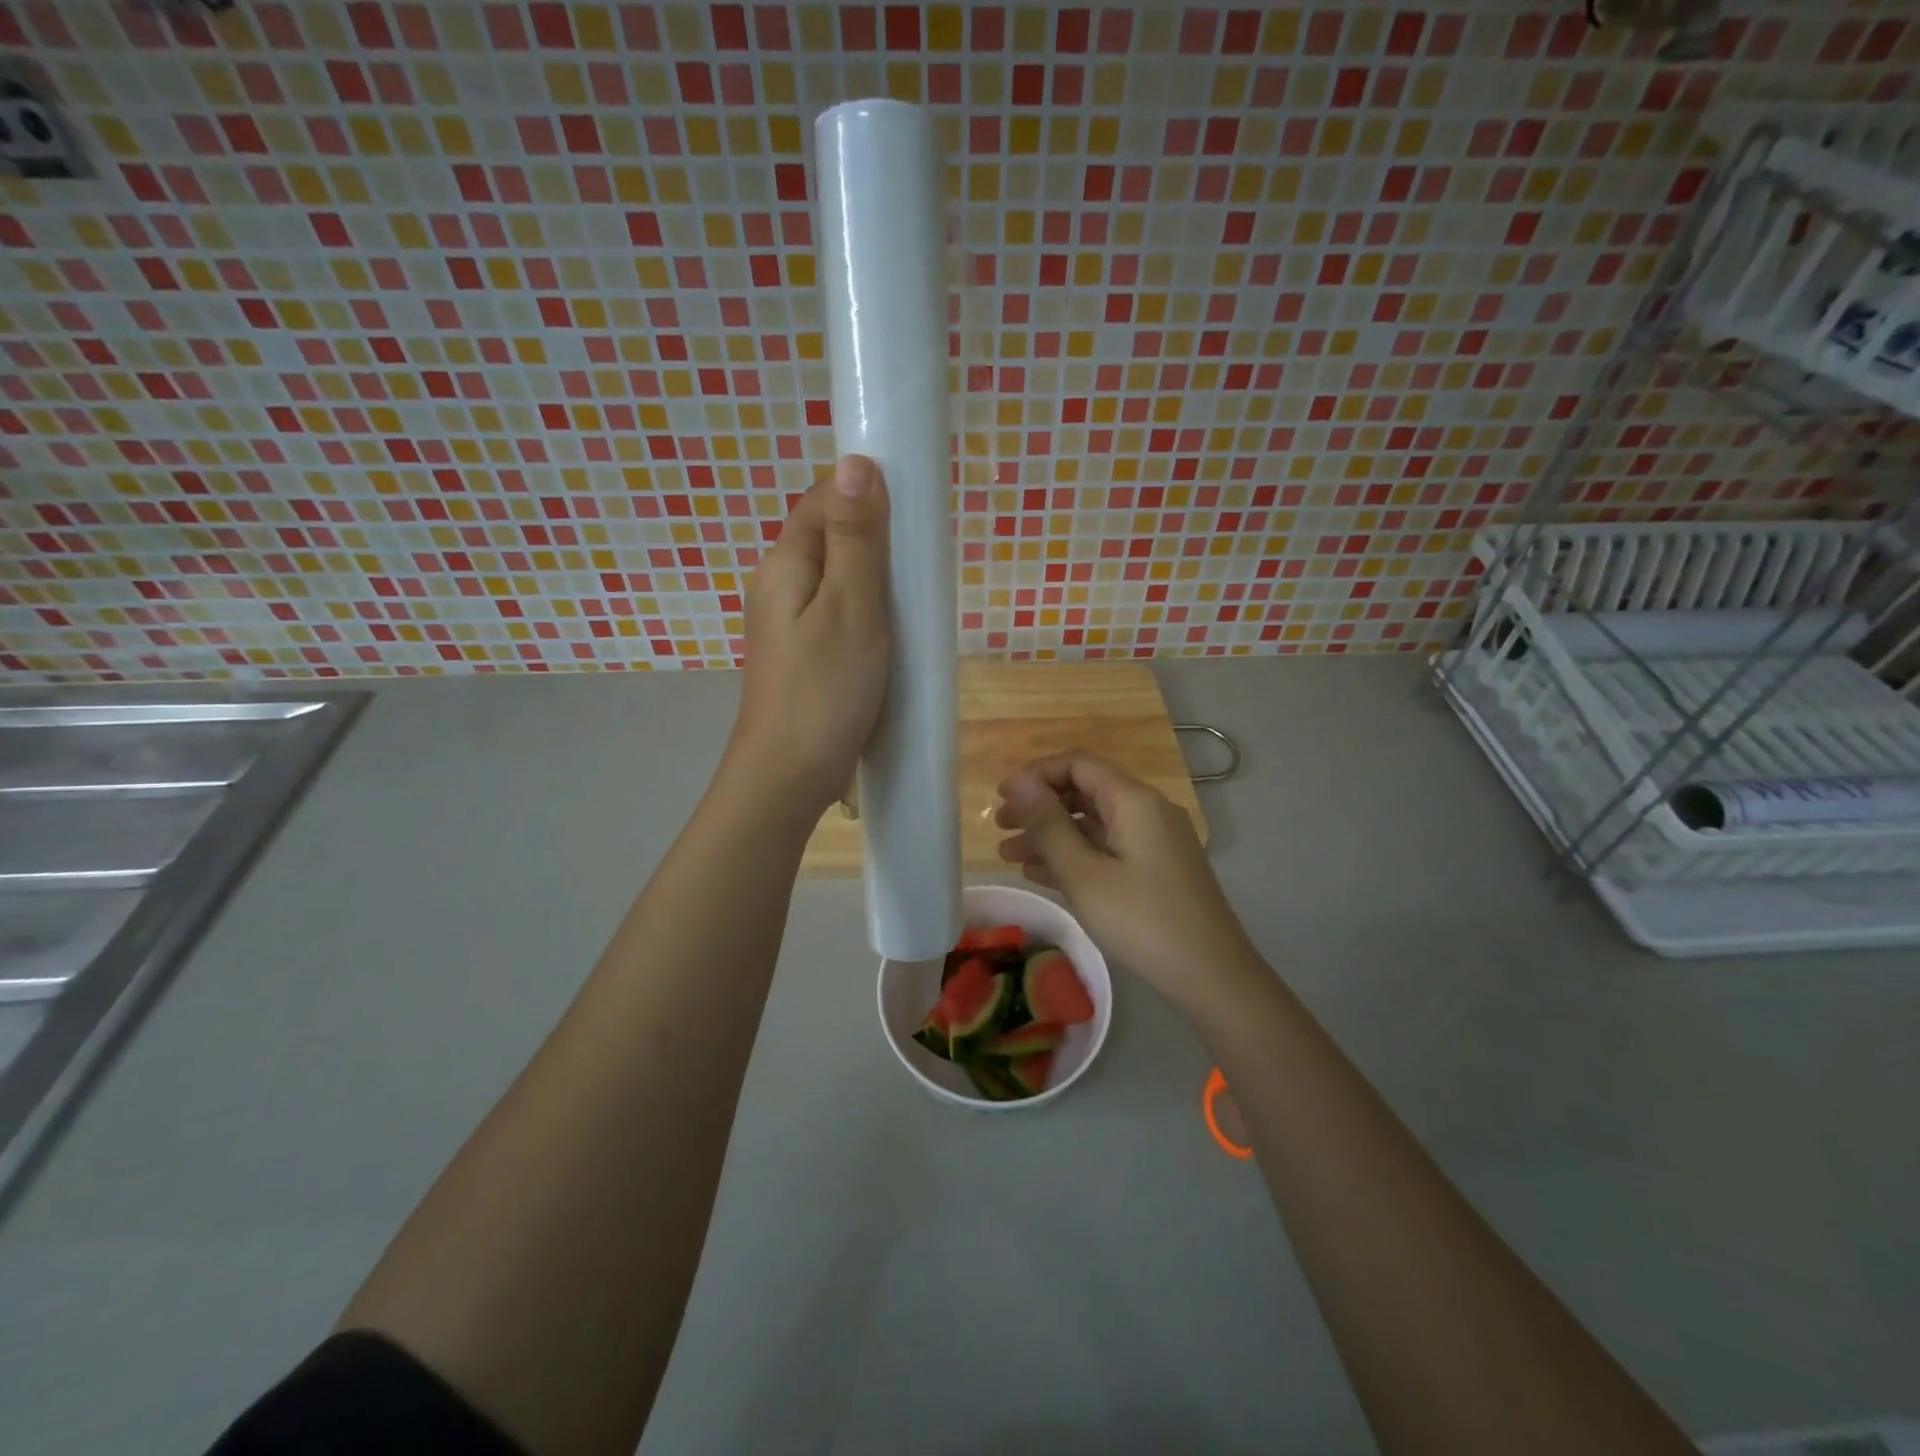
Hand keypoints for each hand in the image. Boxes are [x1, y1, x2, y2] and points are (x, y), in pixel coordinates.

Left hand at [727, 456, 890, 817]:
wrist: (788, 775)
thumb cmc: (825, 690)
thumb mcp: (850, 607)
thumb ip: (855, 538)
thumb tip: (855, 461)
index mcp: (784, 563)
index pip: (824, 499)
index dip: (867, 495)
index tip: (913, 518)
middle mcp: (778, 585)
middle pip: (830, 538)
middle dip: (876, 541)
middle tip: (918, 570)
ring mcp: (787, 623)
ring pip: (836, 579)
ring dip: (874, 580)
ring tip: (910, 603)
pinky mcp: (801, 654)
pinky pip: (836, 614)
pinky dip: (866, 613)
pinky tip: (889, 635)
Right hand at [995, 754, 1254, 1007]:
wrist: (1212, 976)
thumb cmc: (1143, 920)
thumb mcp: (1085, 874)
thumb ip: (1049, 826)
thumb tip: (1018, 784)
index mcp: (1134, 801)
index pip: (1078, 764)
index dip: (1036, 774)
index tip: (1001, 797)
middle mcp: (1147, 811)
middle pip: (1085, 792)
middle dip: (1040, 806)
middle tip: (1001, 827)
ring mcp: (1154, 841)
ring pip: (1093, 824)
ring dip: (1051, 835)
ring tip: (1009, 856)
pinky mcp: (1156, 869)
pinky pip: (1107, 849)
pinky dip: (1074, 855)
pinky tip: (1041, 874)